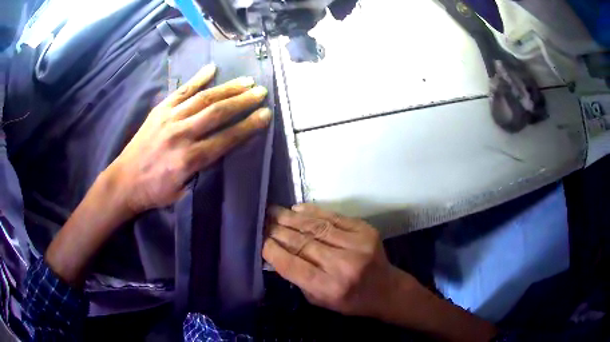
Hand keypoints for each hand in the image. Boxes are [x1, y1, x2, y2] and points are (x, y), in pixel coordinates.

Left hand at [107, 63, 270, 213]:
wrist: (123, 181)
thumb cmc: (154, 191)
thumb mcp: (182, 191)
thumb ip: (203, 171)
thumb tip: (222, 150)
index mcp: (188, 159)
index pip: (225, 138)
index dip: (248, 126)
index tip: (265, 115)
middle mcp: (180, 134)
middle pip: (217, 113)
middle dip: (242, 101)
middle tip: (261, 92)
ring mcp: (169, 118)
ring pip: (203, 98)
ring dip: (227, 88)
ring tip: (246, 81)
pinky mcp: (159, 110)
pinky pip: (181, 91)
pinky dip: (197, 78)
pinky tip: (212, 69)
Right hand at [263, 204, 413, 317]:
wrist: (386, 289)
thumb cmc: (350, 300)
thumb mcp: (319, 300)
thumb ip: (298, 279)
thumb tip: (277, 253)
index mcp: (330, 287)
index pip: (293, 265)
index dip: (273, 251)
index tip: (259, 241)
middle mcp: (343, 265)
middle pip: (302, 243)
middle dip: (278, 231)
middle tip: (261, 221)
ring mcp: (357, 244)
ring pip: (315, 227)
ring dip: (290, 218)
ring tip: (273, 212)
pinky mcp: (365, 230)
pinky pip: (333, 217)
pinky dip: (312, 212)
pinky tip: (297, 209)